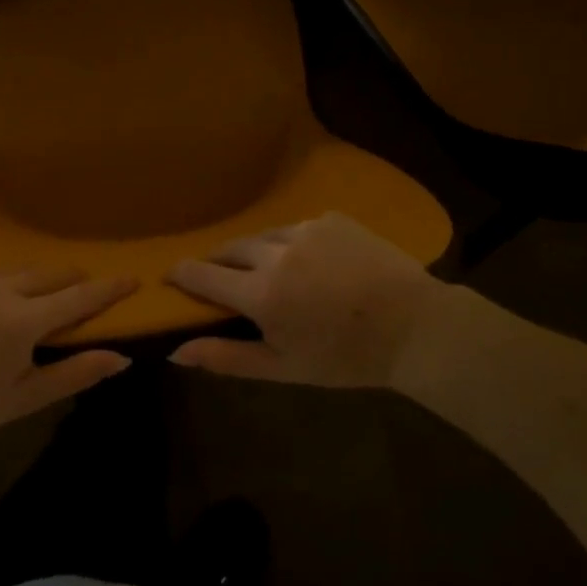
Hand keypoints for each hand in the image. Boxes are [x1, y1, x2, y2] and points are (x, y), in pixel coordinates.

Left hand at [0, 267, 138, 443]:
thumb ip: (74, 374)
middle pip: (48, 274)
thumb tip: (120, 357)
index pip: (78, 297)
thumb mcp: (22, 397)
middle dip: (68, 281)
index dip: (108, 288)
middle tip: (76, 291)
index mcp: (23, 320)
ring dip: (22, 286)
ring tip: (15, 308)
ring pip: (10, 272)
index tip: (132, 277)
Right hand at [166, 213, 443, 388]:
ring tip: (269, 271)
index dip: (181, 274)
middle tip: (222, 279)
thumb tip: (175, 352)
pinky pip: (297, 228)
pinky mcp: (332, 219)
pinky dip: (292, 244)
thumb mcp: (283, 366)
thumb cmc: (346, 357)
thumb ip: (226, 357)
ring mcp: (305, 230)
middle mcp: (276, 252)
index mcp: (260, 292)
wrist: (416, 327)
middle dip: (218, 262)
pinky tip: (311, 263)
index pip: (201, 273)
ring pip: (263, 236)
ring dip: (256, 252)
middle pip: (229, 248)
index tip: (170, 277)